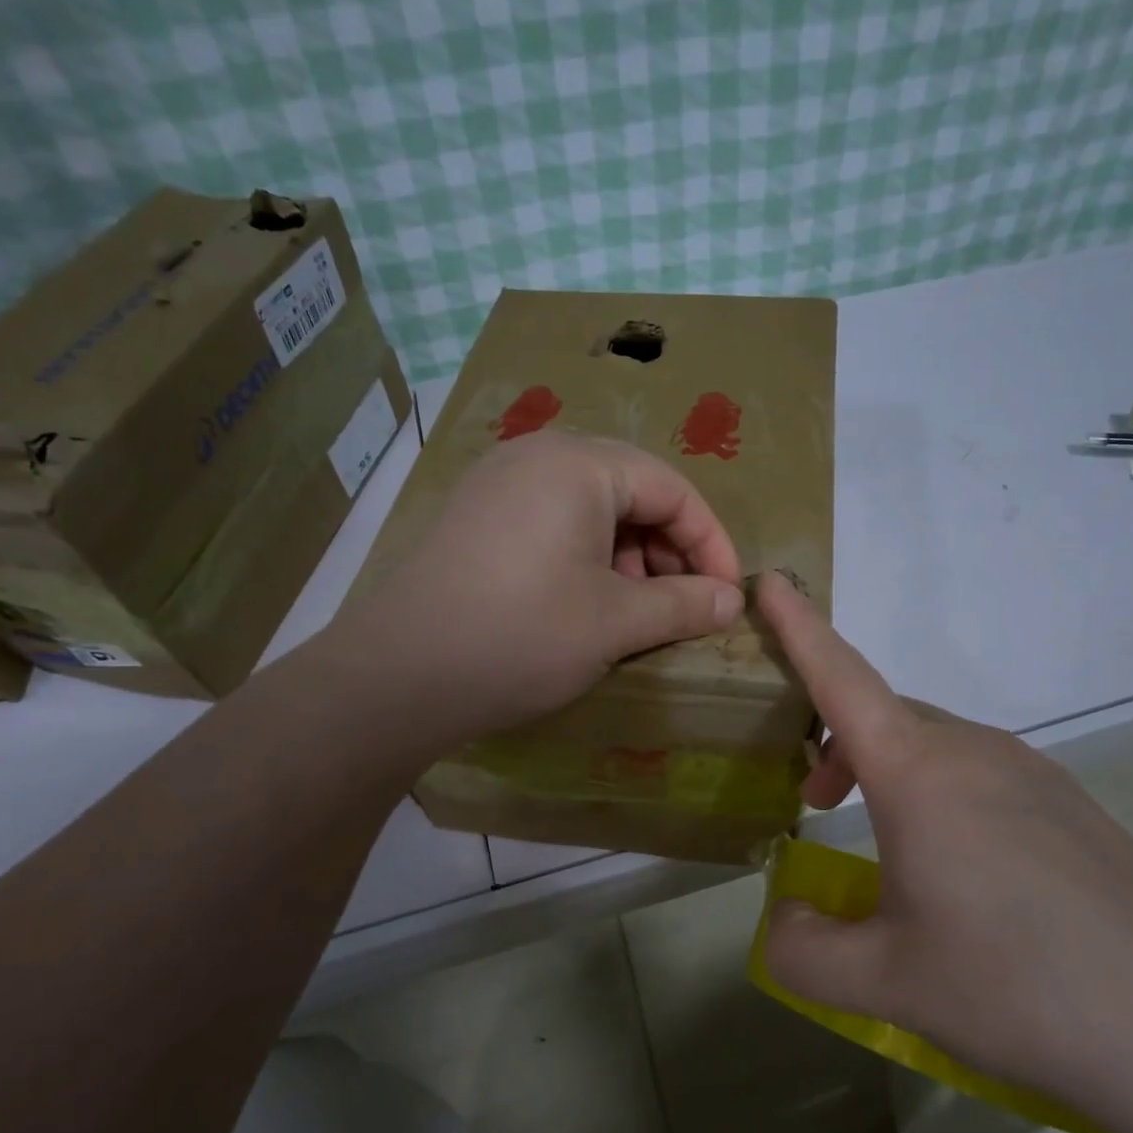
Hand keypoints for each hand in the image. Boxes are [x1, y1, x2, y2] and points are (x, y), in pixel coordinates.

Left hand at [338, 431, 744, 746]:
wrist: (400, 676)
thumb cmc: (523, 636)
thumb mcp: (616, 623)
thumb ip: (684, 604)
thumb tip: (732, 600)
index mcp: (578, 464)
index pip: (671, 489)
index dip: (710, 541)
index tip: (728, 593)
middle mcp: (537, 456)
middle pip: (630, 491)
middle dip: (668, 549)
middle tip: (684, 604)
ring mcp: (499, 484)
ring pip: (590, 509)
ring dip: (628, 556)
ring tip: (638, 610)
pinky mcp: (476, 517)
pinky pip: (552, 523)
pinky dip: (586, 557)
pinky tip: (587, 602)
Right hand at [755, 573, 1132, 1128]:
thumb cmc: (1022, 988)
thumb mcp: (888, 982)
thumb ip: (804, 949)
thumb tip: (781, 920)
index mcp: (919, 773)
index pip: (841, 678)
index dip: (798, 628)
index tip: (769, 582)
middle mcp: (976, 751)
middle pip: (885, 716)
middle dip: (835, 743)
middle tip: (816, 804)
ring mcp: (1035, 775)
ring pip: (935, 747)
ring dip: (890, 773)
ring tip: (886, 849)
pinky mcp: (1075, 809)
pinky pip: (983, 776)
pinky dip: (942, 797)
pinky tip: (966, 878)